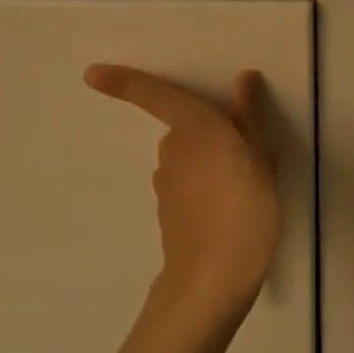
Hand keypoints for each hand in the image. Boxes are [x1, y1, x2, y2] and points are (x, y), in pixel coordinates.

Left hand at [85, 65, 279, 311]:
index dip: (125, 82)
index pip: (157, 96)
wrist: (213, 278)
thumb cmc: (247, 212)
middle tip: (248, 155)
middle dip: (207, 134)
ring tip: (245, 188)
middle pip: (183, 129)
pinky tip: (228, 211)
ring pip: (187, 158)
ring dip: (208, 163)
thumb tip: (243, 80)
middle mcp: (173, 150)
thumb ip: (250, 120)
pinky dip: (203, 188)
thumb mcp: (262, 163)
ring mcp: (166, 183)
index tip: (91, 74)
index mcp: (197, 129)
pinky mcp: (166, 210)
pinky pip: (186, 185)